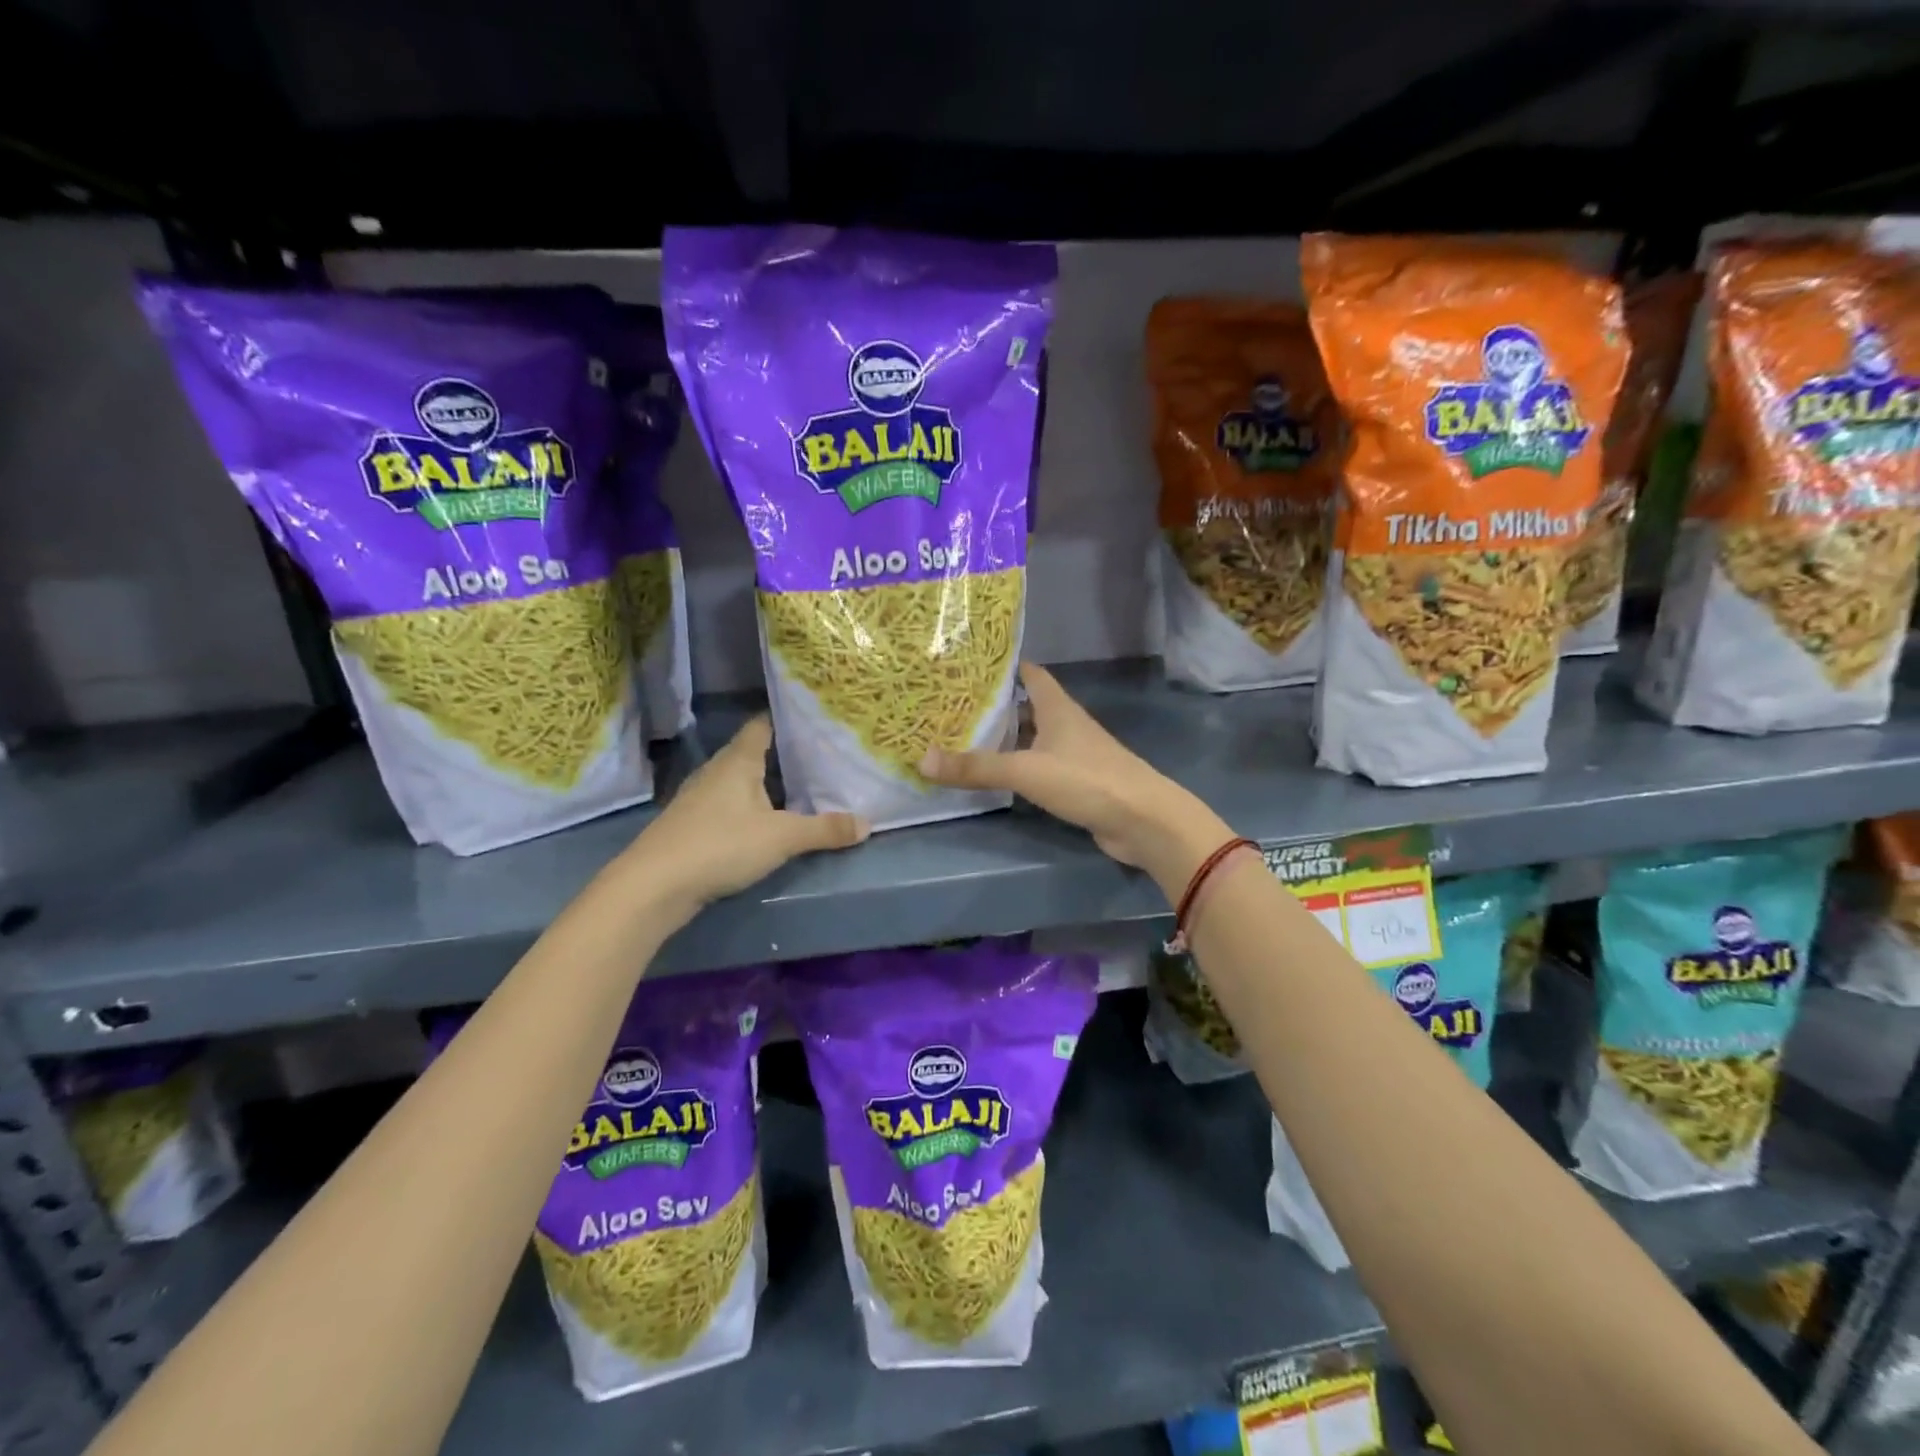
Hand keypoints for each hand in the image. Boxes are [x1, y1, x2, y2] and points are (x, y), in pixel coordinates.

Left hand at [627, 716, 868, 911]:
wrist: (653, 886)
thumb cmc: (720, 845)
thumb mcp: (782, 838)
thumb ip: (824, 830)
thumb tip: (868, 824)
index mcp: (738, 761)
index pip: (762, 725)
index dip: (786, 718)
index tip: (814, 719)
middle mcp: (715, 771)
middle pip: (751, 752)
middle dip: (782, 754)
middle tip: (819, 757)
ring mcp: (698, 798)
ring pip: (738, 781)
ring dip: (763, 784)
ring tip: (799, 789)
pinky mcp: (690, 824)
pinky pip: (726, 805)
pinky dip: (747, 807)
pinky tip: (763, 822)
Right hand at [919, 663, 1231, 893]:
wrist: (1143, 821)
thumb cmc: (1087, 780)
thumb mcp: (1026, 770)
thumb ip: (976, 767)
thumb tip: (921, 760)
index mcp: (1057, 707)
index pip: (1029, 673)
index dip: (1002, 666)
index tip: (966, 665)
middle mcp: (1065, 724)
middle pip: (1026, 706)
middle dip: (993, 705)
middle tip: (950, 706)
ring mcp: (1073, 754)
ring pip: (1031, 738)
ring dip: (1004, 738)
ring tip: (961, 737)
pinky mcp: (1076, 782)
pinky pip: (1038, 766)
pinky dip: (1017, 767)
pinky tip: (993, 775)